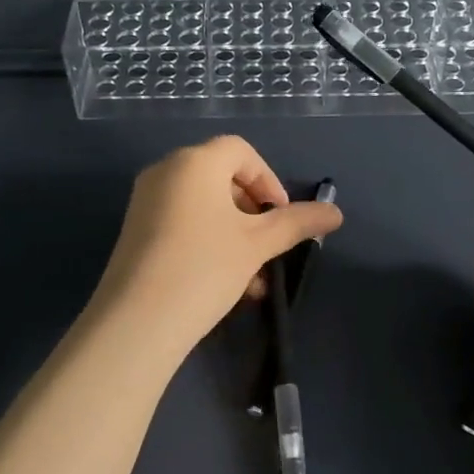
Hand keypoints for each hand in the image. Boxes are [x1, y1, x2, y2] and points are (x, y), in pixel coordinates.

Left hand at [96, 135, 343, 354]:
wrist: (136, 322)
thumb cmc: (205, 268)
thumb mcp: (258, 245)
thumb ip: (297, 223)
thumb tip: (337, 213)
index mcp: (194, 162)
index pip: (240, 151)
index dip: (268, 180)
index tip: (282, 217)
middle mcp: (166, 172)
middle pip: (222, 178)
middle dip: (253, 213)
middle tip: (269, 247)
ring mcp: (145, 202)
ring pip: (204, 208)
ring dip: (236, 236)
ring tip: (254, 281)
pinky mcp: (136, 232)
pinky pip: (183, 225)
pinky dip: (209, 244)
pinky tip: (226, 287)